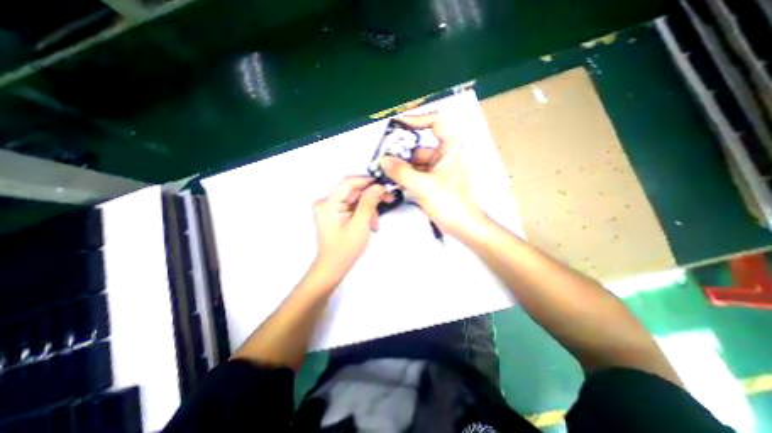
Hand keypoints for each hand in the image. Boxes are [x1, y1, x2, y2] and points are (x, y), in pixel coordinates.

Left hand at [310, 177, 389, 278]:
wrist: (333, 266)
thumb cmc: (344, 249)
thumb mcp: (360, 224)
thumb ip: (369, 203)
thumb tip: (377, 186)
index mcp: (328, 203)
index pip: (349, 182)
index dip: (367, 180)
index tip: (383, 184)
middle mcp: (326, 203)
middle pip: (353, 191)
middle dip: (371, 198)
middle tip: (387, 199)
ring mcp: (329, 208)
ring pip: (355, 200)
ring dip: (368, 208)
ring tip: (375, 223)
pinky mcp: (334, 214)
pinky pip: (352, 206)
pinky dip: (362, 213)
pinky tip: (369, 224)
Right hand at [383, 114, 483, 237]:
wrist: (461, 226)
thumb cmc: (450, 203)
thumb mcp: (424, 185)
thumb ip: (402, 172)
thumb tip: (385, 162)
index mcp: (451, 148)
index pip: (435, 122)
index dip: (417, 120)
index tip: (398, 125)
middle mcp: (443, 155)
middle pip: (418, 145)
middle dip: (400, 150)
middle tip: (382, 154)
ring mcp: (436, 169)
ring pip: (414, 161)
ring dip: (399, 165)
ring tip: (382, 168)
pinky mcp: (430, 181)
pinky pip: (414, 173)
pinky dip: (403, 175)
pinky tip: (391, 178)